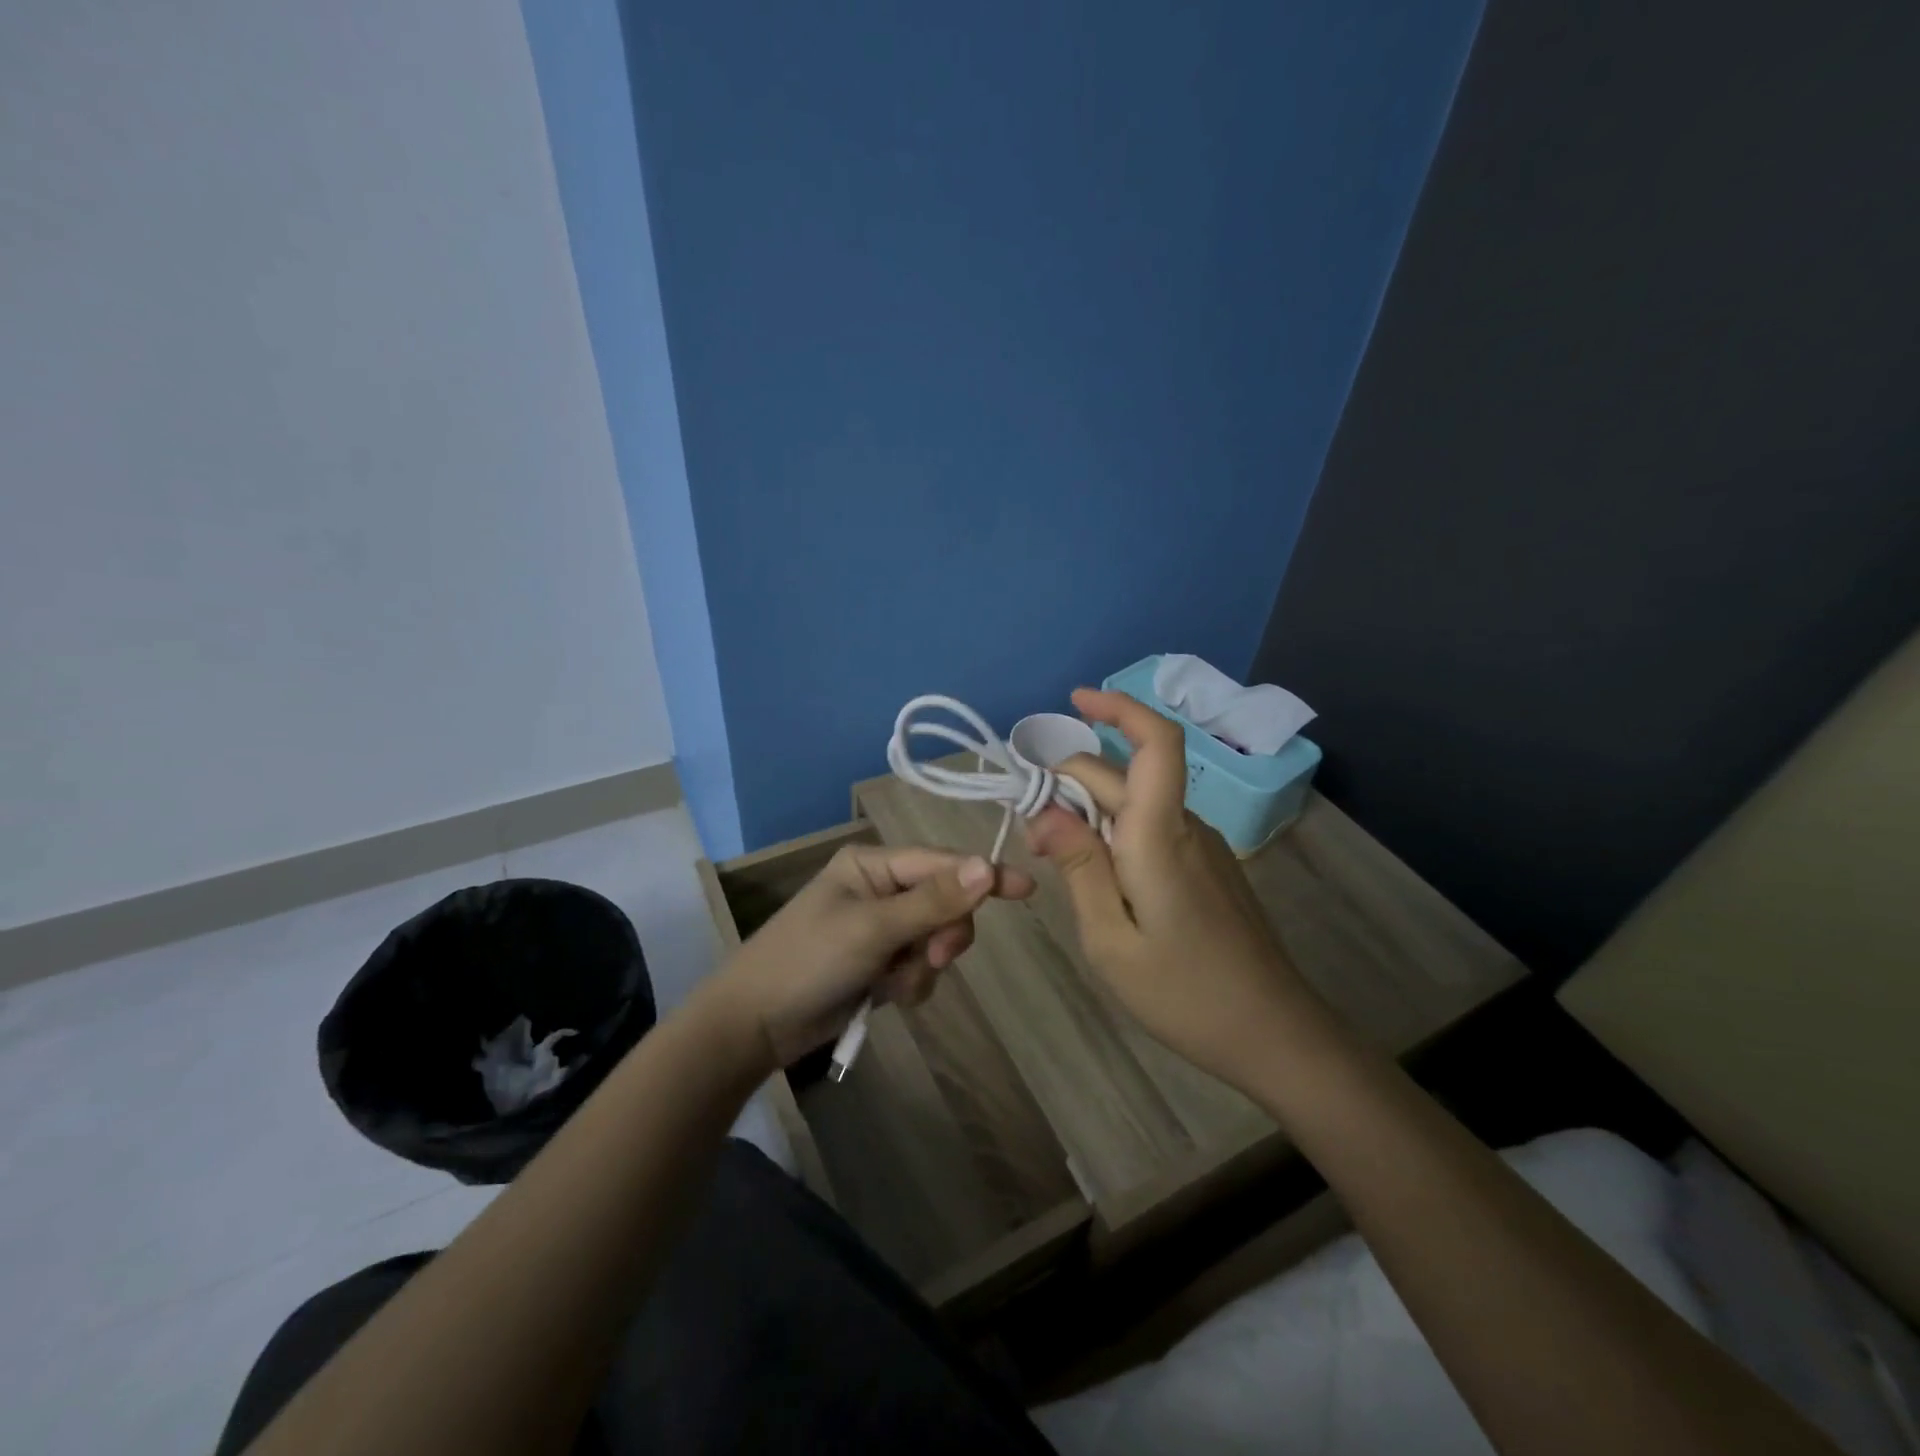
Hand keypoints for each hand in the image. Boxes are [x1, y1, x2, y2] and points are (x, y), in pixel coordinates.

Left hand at [712, 844, 1034, 1068]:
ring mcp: (880, 928)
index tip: (1026, 890)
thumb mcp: (873, 929)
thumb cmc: (808, 961)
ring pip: (935, 939)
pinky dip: (910, 983)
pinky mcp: (878, 963)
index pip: (942, 863)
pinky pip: (919, 967)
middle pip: (945, 902)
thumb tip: (986, 865)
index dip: (983, 876)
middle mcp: (880, 889)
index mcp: (873, 865)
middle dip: (943, 934)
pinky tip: (884, 996)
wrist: (754, 1026)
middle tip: (932, 956)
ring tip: (892, 984)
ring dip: (923, 965)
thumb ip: (932, 900)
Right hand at [1025, 687, 1314, 1089]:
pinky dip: (1116, 831)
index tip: (1075, 701)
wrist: (1275, 1034)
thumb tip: (1044, 810)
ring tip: (1057, 856)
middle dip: (1070, 782)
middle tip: (1031, 833)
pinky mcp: (1208, 867)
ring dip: (1092, 810)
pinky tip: (1099, 875)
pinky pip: (1153, 828)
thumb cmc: (1185, 993)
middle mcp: (1185, 827)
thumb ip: (1078, 867)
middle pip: (1125, 775)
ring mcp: (1202, 846)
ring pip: (1137, 803)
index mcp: (1160, 836)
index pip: (1155, 743)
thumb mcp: (1110, 939)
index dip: (1120, 708)